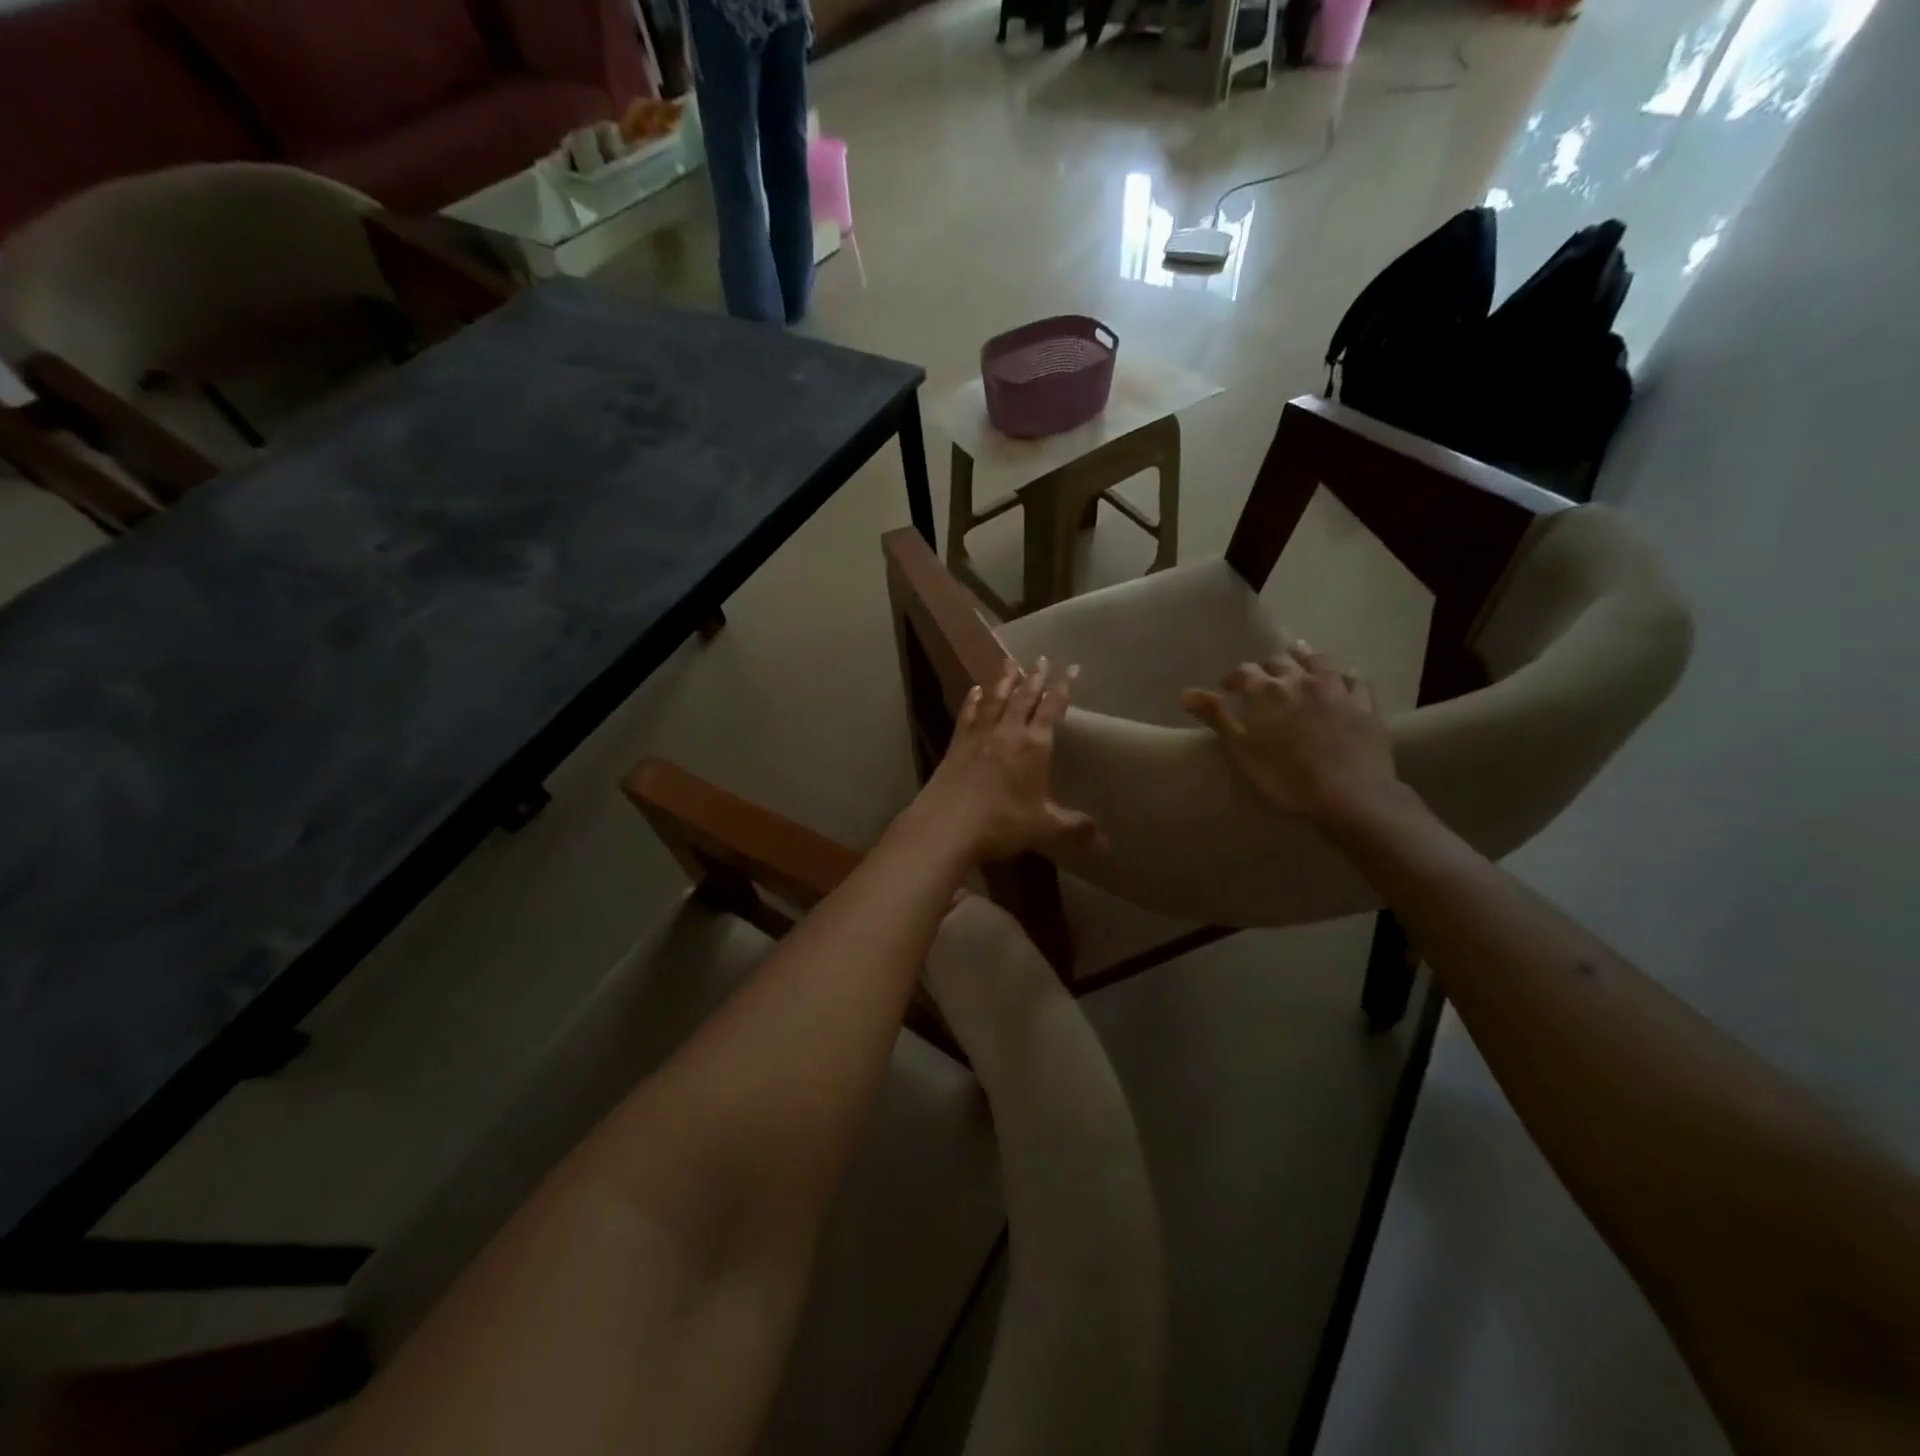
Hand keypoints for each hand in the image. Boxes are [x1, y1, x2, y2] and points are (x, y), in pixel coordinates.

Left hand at [911, 658, 1102, 862]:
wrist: (946, 826)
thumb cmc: (1001, 823)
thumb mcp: (1043, 828)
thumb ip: (1073, 829)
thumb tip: (1104, 842)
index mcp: (1034, 746)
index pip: (1051, 709)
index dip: (1062, 687)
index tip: (1070, 667)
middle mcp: (1007, 733)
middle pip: (1023, 698)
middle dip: (1034, 677)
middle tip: (1041, 658)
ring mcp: (979, 737)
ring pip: (995, 700)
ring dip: (1004, 681)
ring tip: (1010, 663)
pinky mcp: (956, 746)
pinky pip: (967, 716)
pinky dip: (973, 702)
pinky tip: (974, 691)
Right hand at [1180, 643, 1400, 825]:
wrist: (1349, 795)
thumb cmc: (1285, 776)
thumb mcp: (1241, 749)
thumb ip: (1216, 716)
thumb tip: (1185, 693)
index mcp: (1267, 691)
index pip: (1244, 672)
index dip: (1233, 678)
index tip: (1226, 689)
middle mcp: (1301, 680)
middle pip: (1280, 662)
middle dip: (1267, 668)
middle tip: (1261, 681)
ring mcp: (1336, 689)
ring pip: (1319, 661)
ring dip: (1305, 659)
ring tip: (1299, 661)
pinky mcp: (1364, 704)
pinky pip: (1354, 679)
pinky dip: (1343, 676)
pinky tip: (1341, 680)